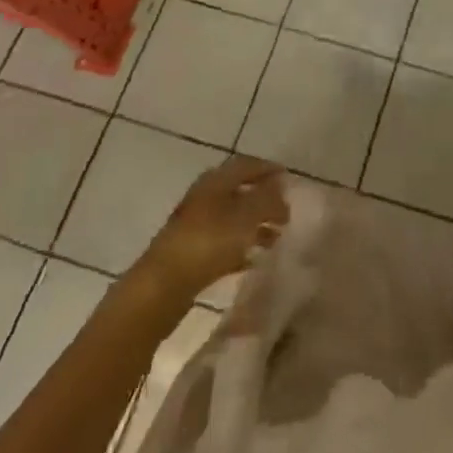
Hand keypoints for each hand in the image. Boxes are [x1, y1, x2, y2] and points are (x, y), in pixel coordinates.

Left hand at [142, 155, 288, 297]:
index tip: (290, 180)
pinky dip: (241, 247)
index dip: (269, 169)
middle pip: (240, 191)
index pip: (247, 165)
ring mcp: (195, 226)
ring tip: (277, 238)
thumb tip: (281, 186)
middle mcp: (204, 197)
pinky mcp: (191, 253)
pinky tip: (255, 259)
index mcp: (215, 181)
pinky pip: (223, 243)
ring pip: (232, 219)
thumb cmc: (208, 242)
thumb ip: (268, 198)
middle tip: (286, 212)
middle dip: (264, 200)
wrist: (161, 288)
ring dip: (255, 225)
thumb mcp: (246, 215)